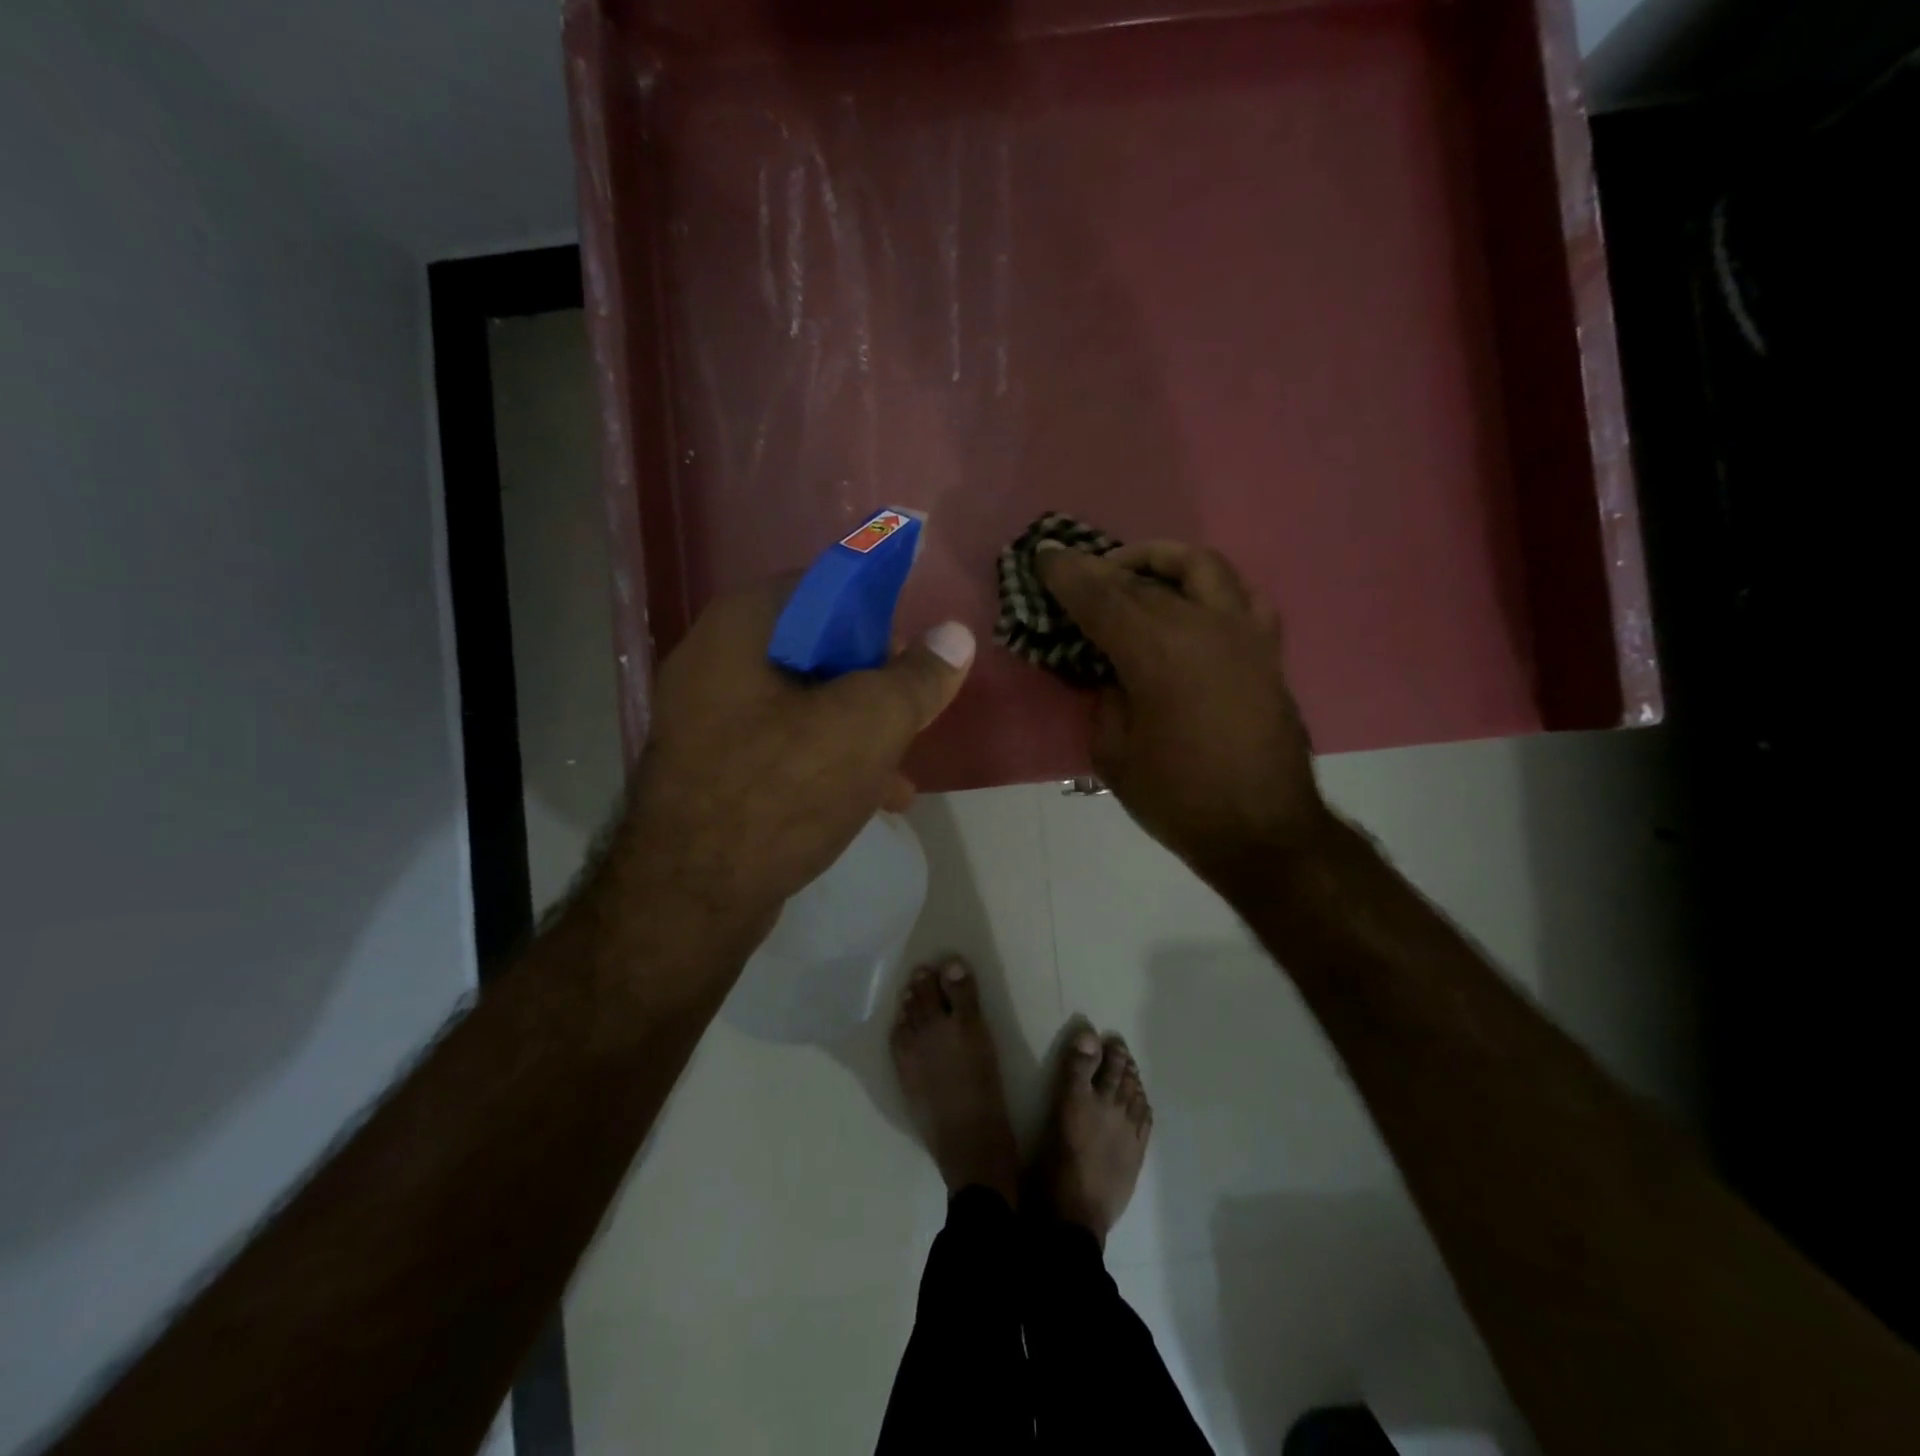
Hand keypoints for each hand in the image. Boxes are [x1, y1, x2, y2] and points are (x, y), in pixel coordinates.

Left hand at [619, 584, 973, 943]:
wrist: (690, 899)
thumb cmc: (782, 791)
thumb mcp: (869, 725)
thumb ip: (917, 677)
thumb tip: (956, 636)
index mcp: (741, 627)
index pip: (822, 585)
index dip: (876, 612)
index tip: (908, 655)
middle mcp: (713, 661)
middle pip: (816, 648)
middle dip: (872, 685)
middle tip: (907, 714)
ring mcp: (706, 719)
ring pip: (804, 704)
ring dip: (858, 732)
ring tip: (900, 772)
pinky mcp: (712, 768)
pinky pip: (783, 747)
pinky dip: (827, 763)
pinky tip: (870, 801)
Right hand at [1038, 541, 1328, 886]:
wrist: (1263, 830)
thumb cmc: (1179, 798)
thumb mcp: (1114, 753)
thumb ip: (1105, 698)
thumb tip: (1111, 671)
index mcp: (1157, 652)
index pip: (1101, 597)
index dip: (1067, 575)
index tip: (1044, 556)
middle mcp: (1202, 626)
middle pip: (1143, 579)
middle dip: (1101, 568)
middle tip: (1074, 570)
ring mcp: (1243, 633)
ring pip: (1201, 567)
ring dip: (1160, 561)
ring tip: (1134, 574)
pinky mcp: (1267, 650)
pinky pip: (1240, 595)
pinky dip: (1208, 587)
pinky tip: (1190, 604)